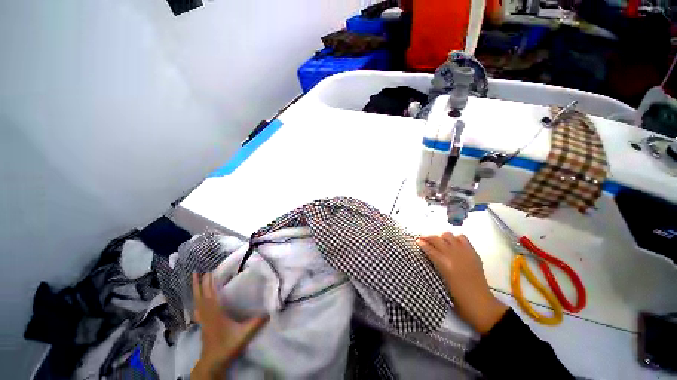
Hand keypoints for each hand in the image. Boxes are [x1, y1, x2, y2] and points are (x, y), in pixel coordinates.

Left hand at [191, 273, 267, 379]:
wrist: (213, 362)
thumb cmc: (228, 345)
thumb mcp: (244, 334)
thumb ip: (257, 322)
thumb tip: (270, 311)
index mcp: (215, 313)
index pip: (211, 295)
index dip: (209, 283)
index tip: (210, 271)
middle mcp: (207, 314)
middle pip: (200, 296)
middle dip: (198, 283)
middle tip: (196, 272)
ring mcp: (203, 319)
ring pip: (197, 301)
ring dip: (195, 290)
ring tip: (194, 281)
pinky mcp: (202, 324)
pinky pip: (197, 308)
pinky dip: (196, 300)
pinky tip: (197, 300)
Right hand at [417, 232, 507, 334]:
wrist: (479, 303)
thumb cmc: (456, 297)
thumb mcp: (441, 282)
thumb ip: (434, 265)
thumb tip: (427, 253)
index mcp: (444, 264)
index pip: (429, 249)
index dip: (421, 244)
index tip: (417, 241)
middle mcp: (454, 255)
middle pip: (437, 239)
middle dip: (428, 238)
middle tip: (423, 240)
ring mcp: (464, 252)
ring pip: (448, 235)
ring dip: (441, 238)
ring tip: (439, 243)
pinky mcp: (473, 253)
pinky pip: (462, 238)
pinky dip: (455, 239)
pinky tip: (453, 245)